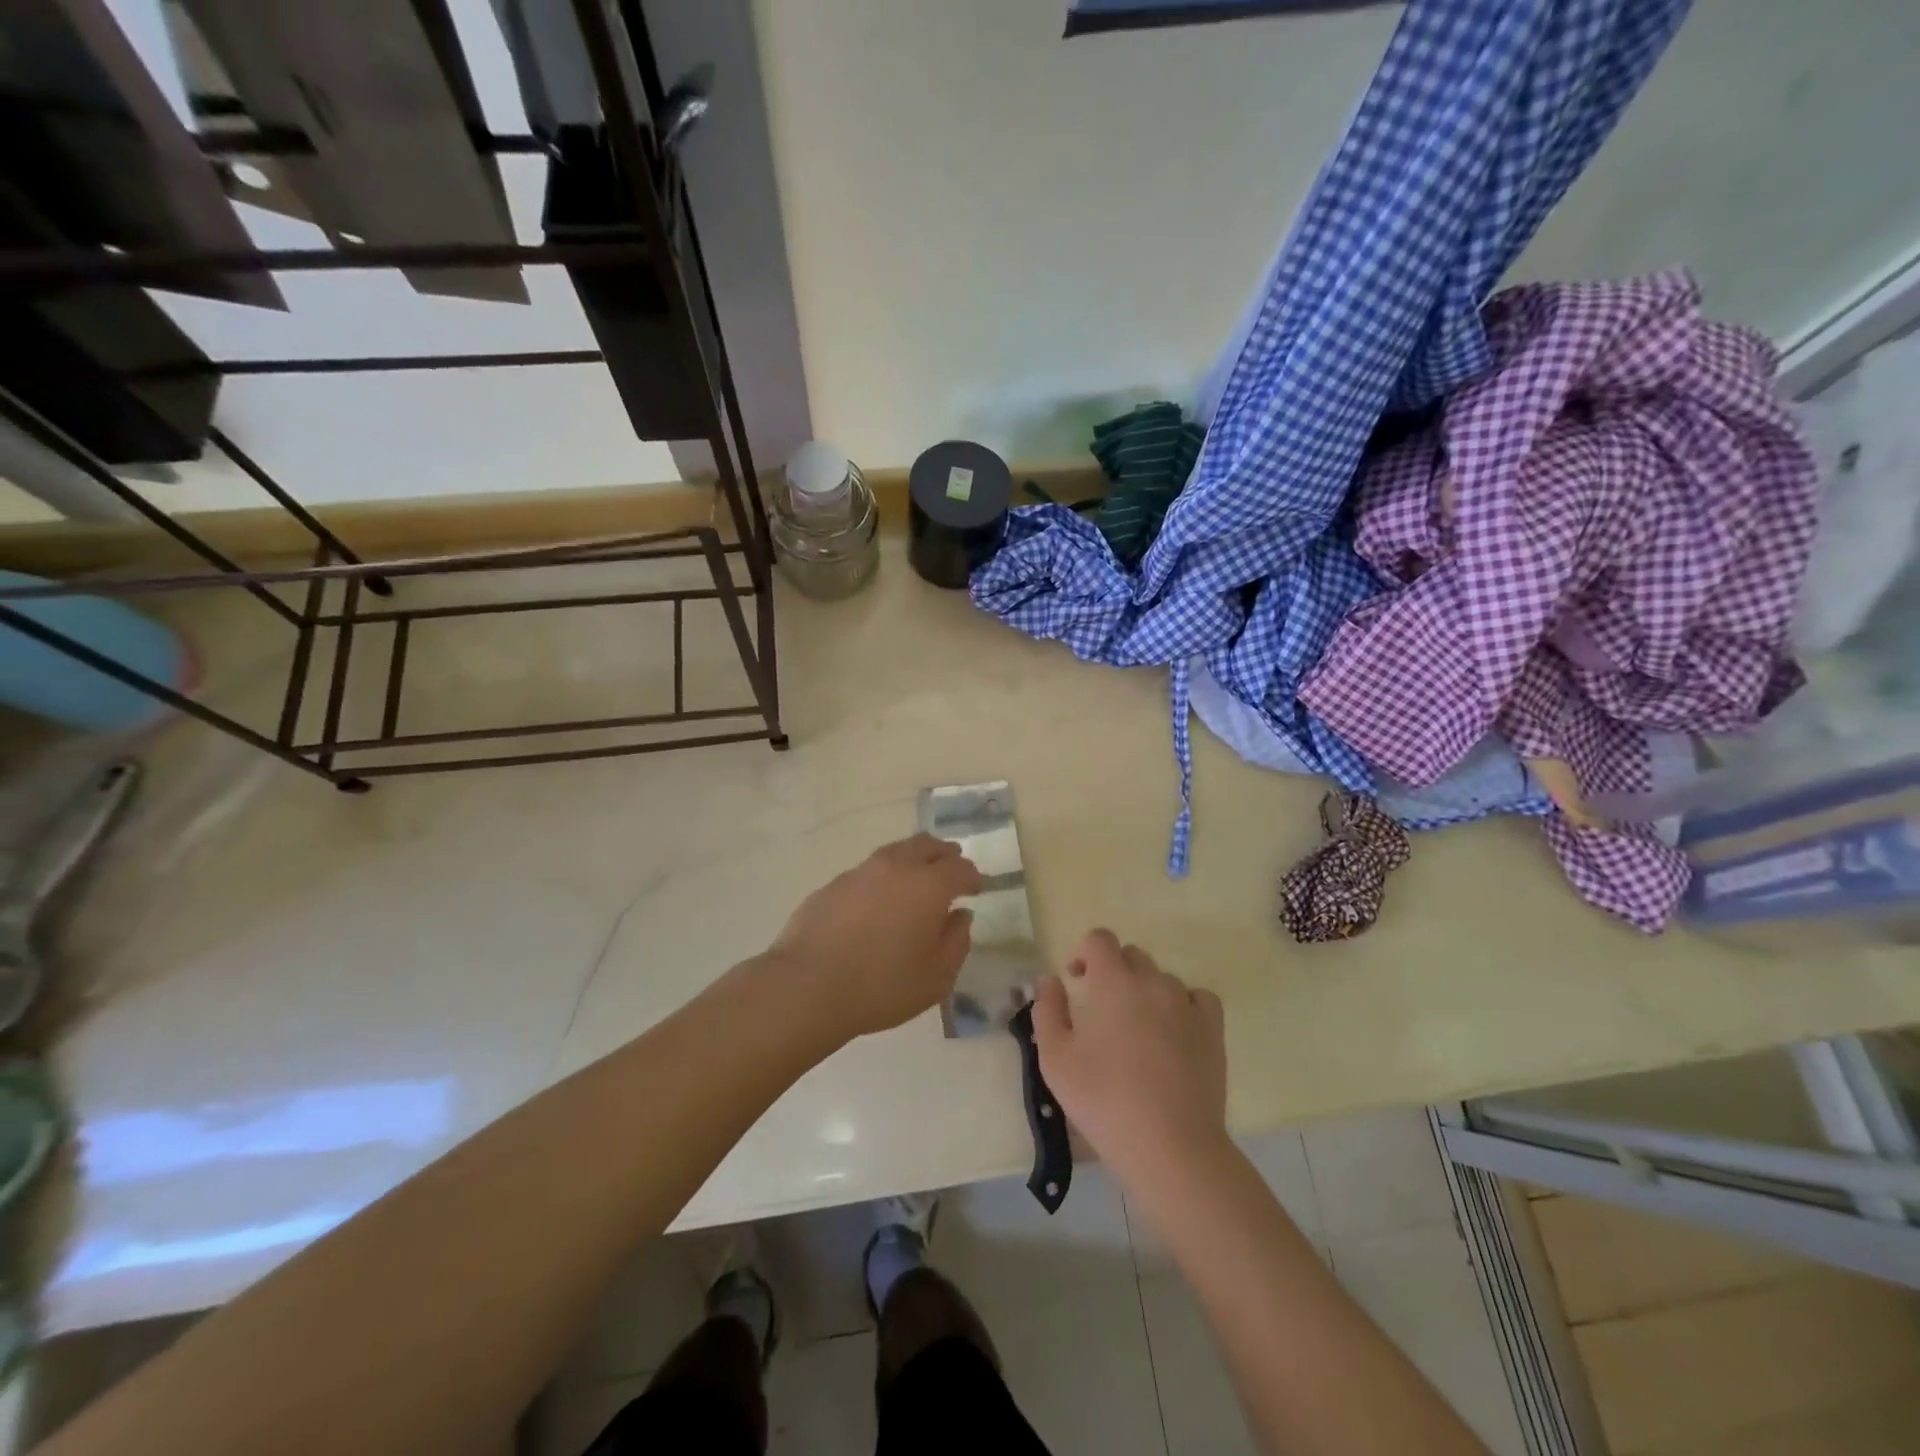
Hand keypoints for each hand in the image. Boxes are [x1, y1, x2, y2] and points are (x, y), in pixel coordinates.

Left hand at [768, 833, 982, 1040]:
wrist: (807, 986)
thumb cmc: (881, 986)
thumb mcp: (935, 978)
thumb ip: (956, 943)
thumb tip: (961, 916)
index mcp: (928, 885)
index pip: (960, 868)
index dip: (973, 877)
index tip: (977, 888)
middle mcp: (896, 867)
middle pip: (927, 845)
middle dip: (944, 855)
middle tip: (951, 870)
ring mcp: (861, 871)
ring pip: (896, 852)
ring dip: (913, 860)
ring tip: (916, 880)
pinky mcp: (834, 883)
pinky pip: (869, 870)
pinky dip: (884, 877)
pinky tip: (879, 900)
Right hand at [1031, 929, 1227, 1186]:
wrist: (1171, 1146)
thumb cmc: (1104, 1100)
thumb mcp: (1055, 1059)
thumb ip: (1047, 1011)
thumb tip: (1049, 980)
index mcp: (1113, 981)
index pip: (1100, 939)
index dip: (1084, 952)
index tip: (1076, 980)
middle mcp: (1153, 981)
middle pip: (1131, 956)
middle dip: (1112, 972)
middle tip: (1100, 1010)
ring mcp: (1187, 1004)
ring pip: (1162, 979)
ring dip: (1144, 992)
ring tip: (1136, 1031)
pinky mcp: (1212, 1029)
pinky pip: (1197, 998)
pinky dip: (1182, 1005)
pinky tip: (1173, 1032)